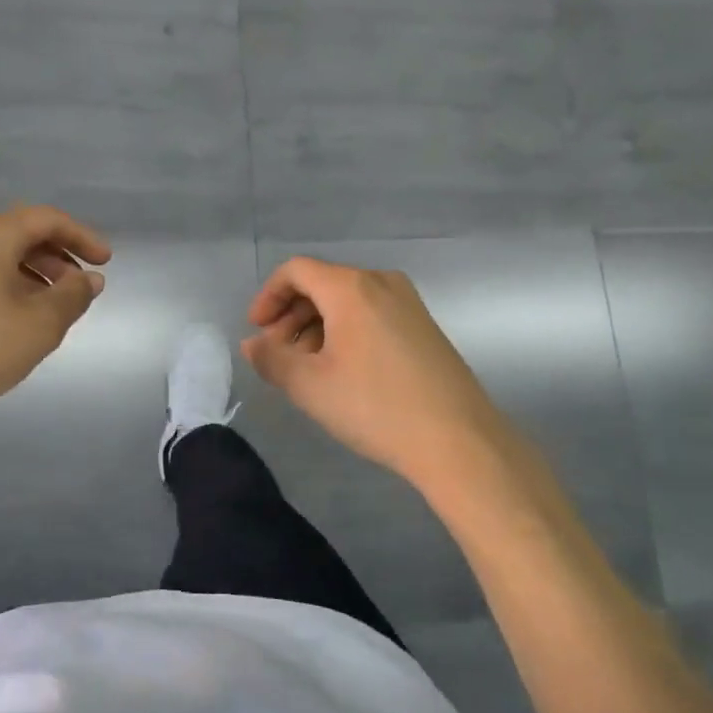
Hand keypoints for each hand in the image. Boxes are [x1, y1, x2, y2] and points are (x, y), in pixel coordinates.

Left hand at [0, 206, 109, 426]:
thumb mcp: (40, 325)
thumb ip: (73, 296)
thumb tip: (89, 279)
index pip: (47, 219)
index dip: (82, 237)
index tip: (105, 262)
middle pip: (20, 233)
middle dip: (57, 257)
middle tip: (80, 287)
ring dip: (32, 273)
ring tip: (51, 307)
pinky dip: (5, 283)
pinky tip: (13, 317)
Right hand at [241, 258, 506, 487]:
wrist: (459, 441)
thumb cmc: (375, 407)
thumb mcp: (310, 386)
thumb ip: (271, 359)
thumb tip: (253, 344)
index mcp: (351, 288)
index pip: (296, 271)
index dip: (268, 297)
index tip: (257, 332)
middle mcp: (382, 283)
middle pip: (322, 284)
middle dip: (291, 316)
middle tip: (277, 355)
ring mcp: (409, 304)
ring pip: (348, 301)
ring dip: (317, 327)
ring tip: (307, 369)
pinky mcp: (424, 327)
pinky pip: (372, 315)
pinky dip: (346, 332)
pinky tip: (343, 372)